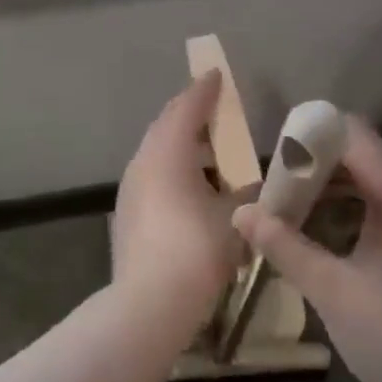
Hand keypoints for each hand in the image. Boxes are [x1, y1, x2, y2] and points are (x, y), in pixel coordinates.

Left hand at [112, 73, 243, 316]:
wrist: (148, 306)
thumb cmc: (196, 251)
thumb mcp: (235, 217)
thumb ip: (247, 192)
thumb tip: (254, 184)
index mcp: (168, 153)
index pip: (186, 108)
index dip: (204, 90)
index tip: (217, 75)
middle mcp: (143, 163)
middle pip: (167, 125)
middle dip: (191, 113)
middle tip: (216, 106)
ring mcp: (131, 189)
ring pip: (157, 152)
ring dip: (183, 144)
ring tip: (213, 150)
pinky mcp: (128, 214)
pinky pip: (153, 175)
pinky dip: (174, 168)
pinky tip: (194, 187)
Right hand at [233, 118, 381, 381]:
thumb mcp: (332, 292)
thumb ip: (285, 246)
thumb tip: (242, 213)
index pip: (354, 135)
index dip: (312, 137)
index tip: (279, 161)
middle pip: (367, 158)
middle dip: (320, 170)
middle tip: (281, 196)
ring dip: (341, 193)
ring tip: (301, 220)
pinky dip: (366, 213)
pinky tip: (340, 245)